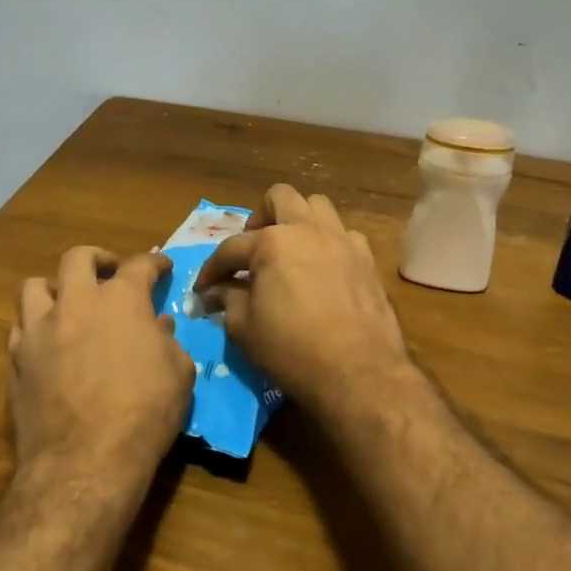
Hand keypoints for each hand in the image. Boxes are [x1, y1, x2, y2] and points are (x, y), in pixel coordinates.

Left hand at [8, 246, 193, 484]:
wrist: (86, 460)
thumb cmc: (145, 412)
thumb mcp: (179, 372)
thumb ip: (168, 341)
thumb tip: (157, 326)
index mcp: (121, 300)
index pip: (140, 265)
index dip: (155, 263)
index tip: (162, 267)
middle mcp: (76, 303)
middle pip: (77, 258)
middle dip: (97, 259)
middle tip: (109, 272)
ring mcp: (40, 330)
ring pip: (34, 286)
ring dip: (55, 288)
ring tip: (68, 303)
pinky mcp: (17, 361)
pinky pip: (20, 328)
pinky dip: (35, 327)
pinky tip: (48, 343)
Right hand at [192, 185, 411, 415]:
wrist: (359, 372)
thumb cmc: (293, 350)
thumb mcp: (245, 329)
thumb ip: (228, 301)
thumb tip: (218, 292)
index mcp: (271, 243)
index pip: (231, 248)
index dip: (212, 269)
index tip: (203, 289)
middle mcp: (307, 229)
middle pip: (279, 197)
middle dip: (259, 218)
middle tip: (253, 250)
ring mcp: (342, 240)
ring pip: (317, 207)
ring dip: (298, 222)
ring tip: (290, 251)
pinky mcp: (367, 259)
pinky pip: (344, 235)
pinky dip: (329, 244)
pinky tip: (323, 270)